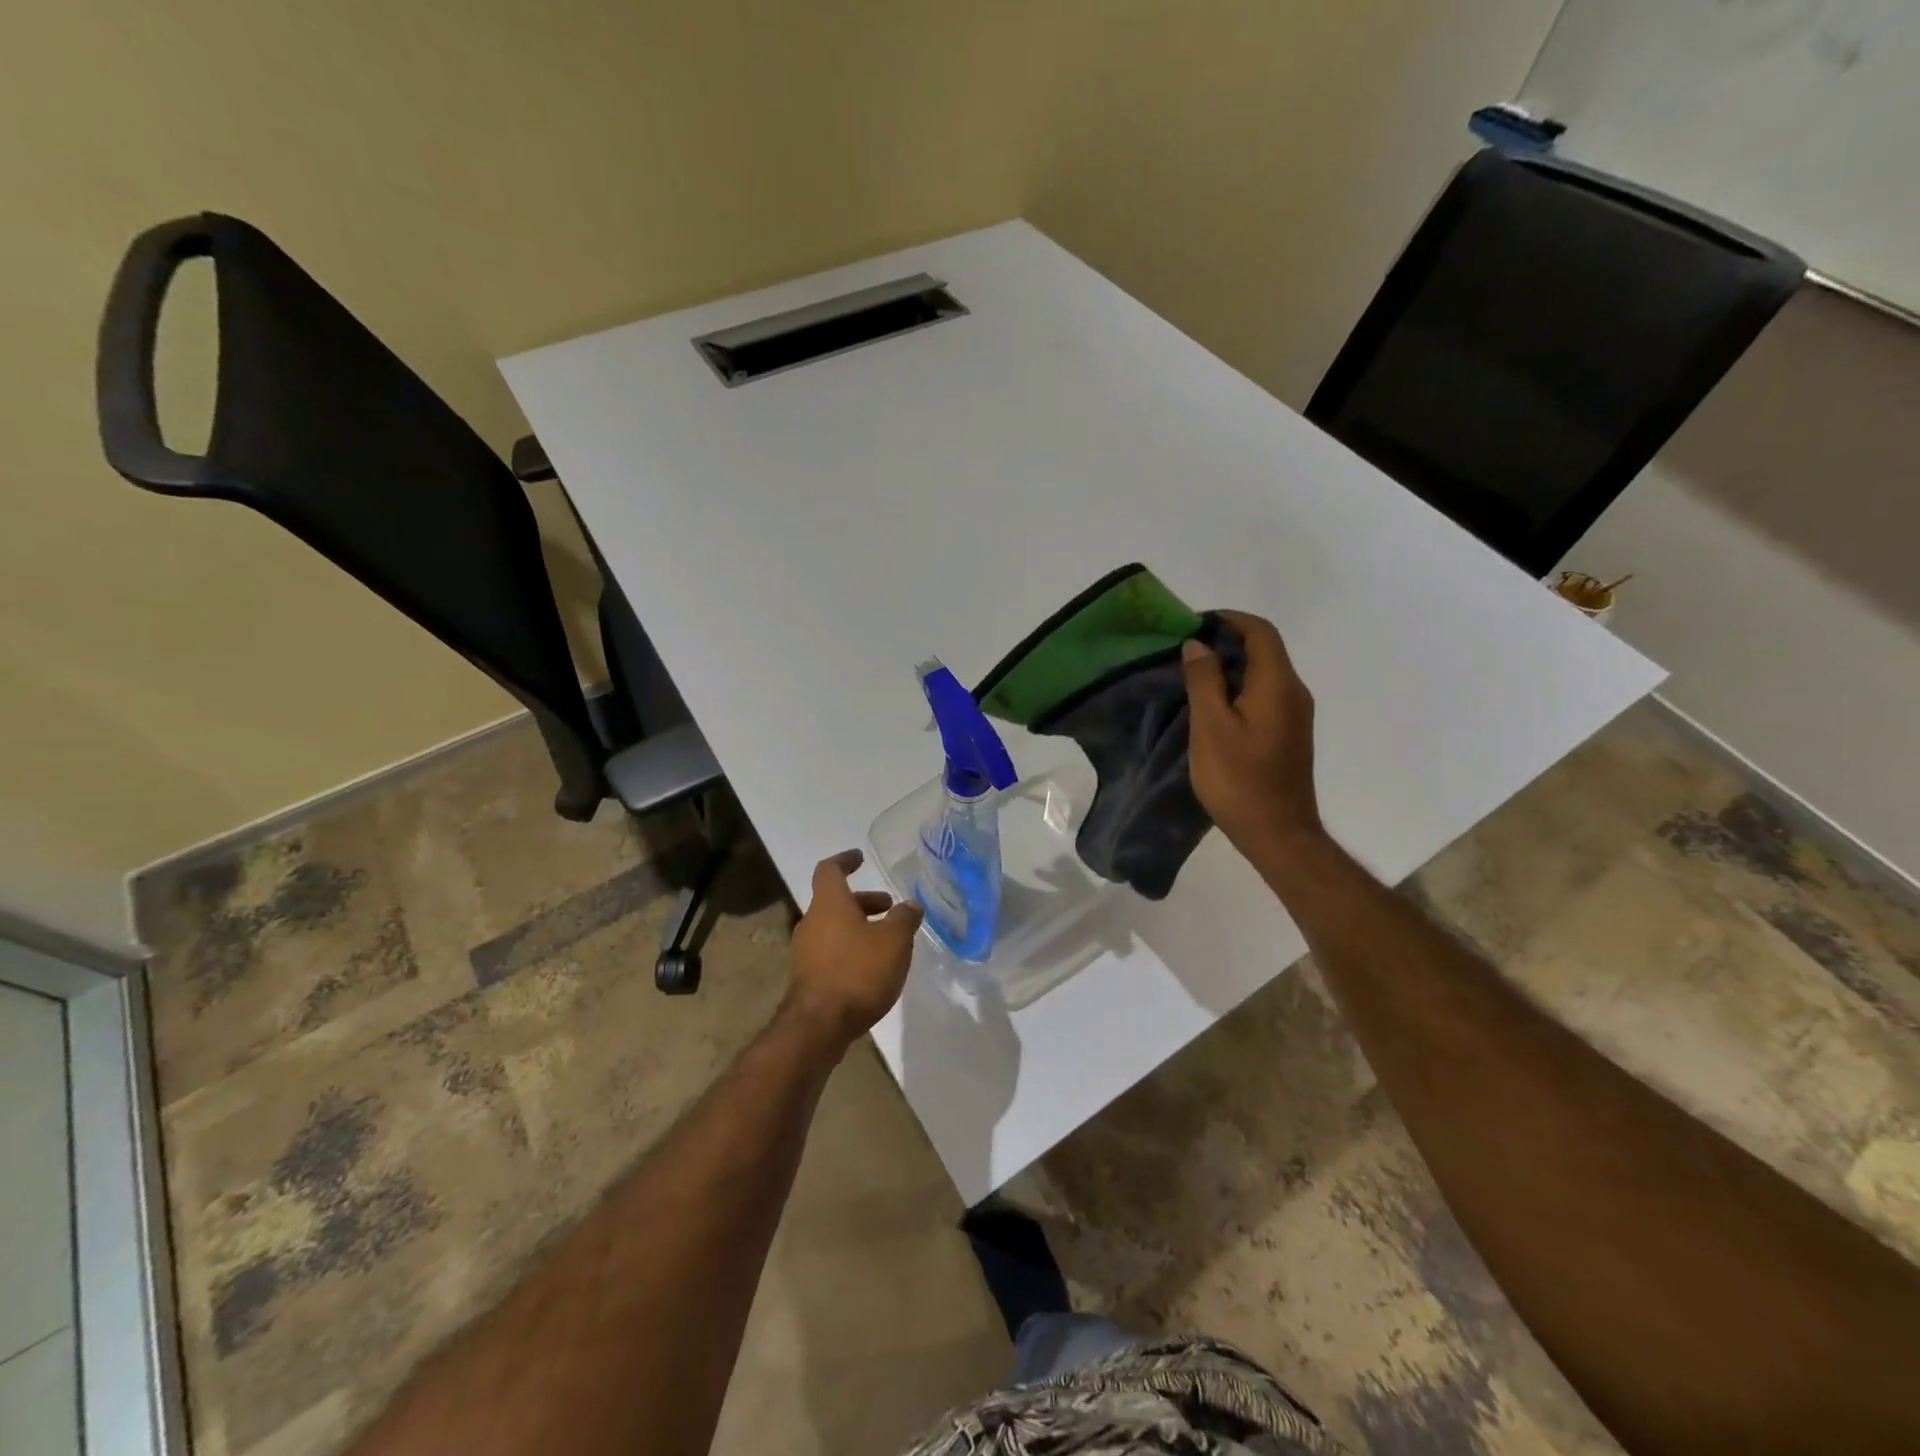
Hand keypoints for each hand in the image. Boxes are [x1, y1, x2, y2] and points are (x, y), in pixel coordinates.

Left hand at [785, 850, 922, 1053]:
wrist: (818, 1026)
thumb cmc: (857, 971)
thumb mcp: (894, 941)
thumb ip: (905, 918)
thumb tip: (910, 905)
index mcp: (829, 904)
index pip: (829, 870)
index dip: (845, 860)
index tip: (860, 858)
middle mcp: (812, 923)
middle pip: (835, 902)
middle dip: (863, 902)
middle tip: (889, 908)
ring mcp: (805, 953)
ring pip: (834, 929)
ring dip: (859, 928)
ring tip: (888, 942)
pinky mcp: (807, 979)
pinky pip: (831, 953)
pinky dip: (851, 951)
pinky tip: (873, 970)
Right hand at [1182, 610, 1323, 856]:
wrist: (1278, 833)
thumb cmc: (1239, 779)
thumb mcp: (1211, 726)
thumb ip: (1204, 680)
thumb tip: (1198, 644)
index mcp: (1278, 683)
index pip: (1260, 631)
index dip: (1228, 619)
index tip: (1193, 624)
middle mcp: (1294, 691)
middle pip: (1265, 649)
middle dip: (1226, 641)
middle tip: (1185, 651)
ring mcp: (1295, 714)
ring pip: (1264, 673)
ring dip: (1231, 666)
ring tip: (1192, 676)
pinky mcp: (1289, 734)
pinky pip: (1265, 695)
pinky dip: (1239, 687)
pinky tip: (1212, 706)